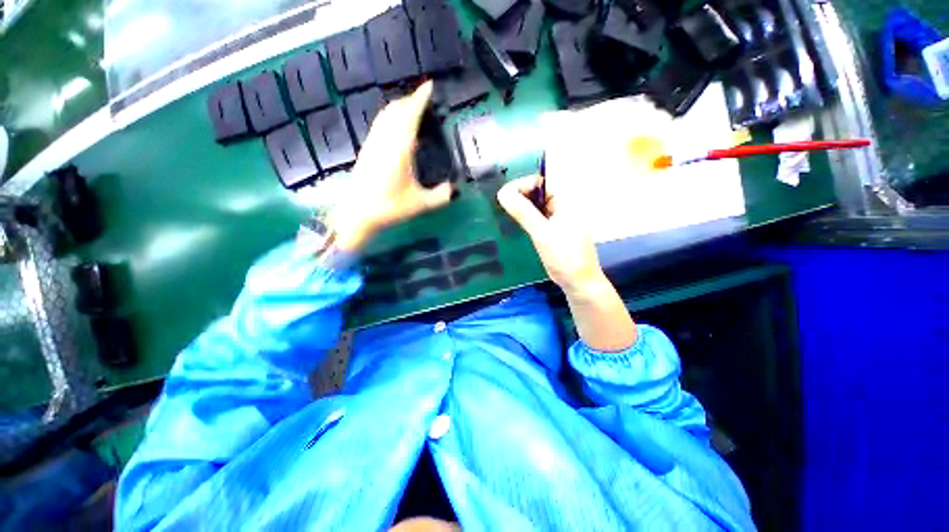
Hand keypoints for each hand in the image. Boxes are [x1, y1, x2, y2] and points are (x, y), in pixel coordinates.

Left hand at [330, 81, 452, 252]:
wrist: (356, 213)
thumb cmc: (389, 207)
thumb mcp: (420, 204)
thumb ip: (440, 196)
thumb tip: (454, 189)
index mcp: (400, 148)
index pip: (410, 115)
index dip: (420, 98)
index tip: (429, 86)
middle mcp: (385, 140)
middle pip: (396, 109)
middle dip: (410, 100)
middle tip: (424, 99)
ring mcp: (373, 143)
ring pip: (386, 115)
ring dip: (399, 106)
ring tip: (412, 108)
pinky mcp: (367, 150)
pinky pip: (380, 124)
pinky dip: (390, 117)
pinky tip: (395, 126)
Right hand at [499, 174, 636, 351]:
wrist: (578, 282)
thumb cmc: (564, 257)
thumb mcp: (542, 234)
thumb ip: (524, 213)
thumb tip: (503, 193)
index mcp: (565, 200)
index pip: (540, 181)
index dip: (522, 185)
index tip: (504, 197)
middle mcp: (562, 205)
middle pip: (537, 192)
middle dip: (519, 196)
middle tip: (503, 207)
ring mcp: (558, 218)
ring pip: (535, 205)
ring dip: (521, 207)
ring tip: (505, 214)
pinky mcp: (552, 229)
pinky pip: (536, 217)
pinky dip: (525, 218)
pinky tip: (514, 224)